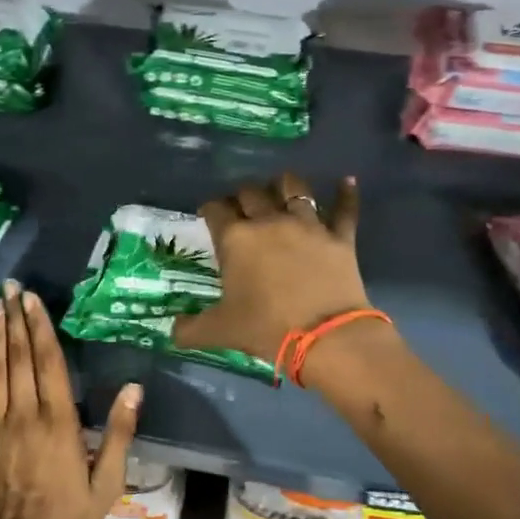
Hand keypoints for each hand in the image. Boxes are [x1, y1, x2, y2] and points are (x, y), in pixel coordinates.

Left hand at [0, 280, 141, 518]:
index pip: (49, 363)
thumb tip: (134, 388)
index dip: (40, 328)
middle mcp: (25, 416)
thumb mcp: (108, 482)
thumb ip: (119, 433)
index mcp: (59, 422)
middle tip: (10, 289)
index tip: (32, 300)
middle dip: (14, 321)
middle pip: (18, 359)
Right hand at [171, 172, 374, 365]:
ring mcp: (308, 225)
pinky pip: (344, 209)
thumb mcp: (220, 331)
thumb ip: (190, 329)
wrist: (324, 336)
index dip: (210, 209)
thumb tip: (172, 331)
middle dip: (242, 196)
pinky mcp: (339, 237)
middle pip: (251, 192)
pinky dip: (346, 194)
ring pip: (294, 188)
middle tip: (241, 207)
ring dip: (284, 185)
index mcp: (236, 238)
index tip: (208, 214)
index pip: (215, 210)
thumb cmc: (265, 328)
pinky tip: (347, 182)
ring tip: (281, 188)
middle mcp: (269, 221)